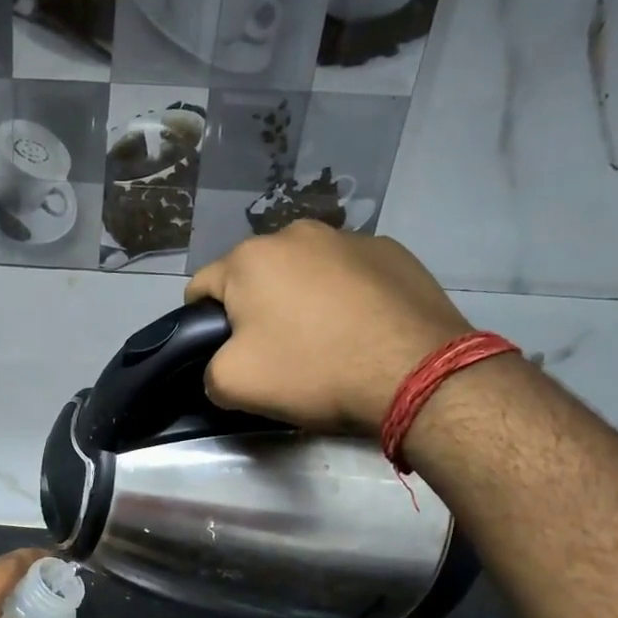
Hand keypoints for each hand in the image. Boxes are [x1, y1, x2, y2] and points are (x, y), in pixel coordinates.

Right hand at [185, 222, 472, 428]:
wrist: (416, 373)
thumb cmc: (313, 371)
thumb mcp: (234, 385)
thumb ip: (209, 369)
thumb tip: (223, 363)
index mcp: (250, 258)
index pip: (201, 286)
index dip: (202, 323)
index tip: (223, 353)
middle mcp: (296, 233)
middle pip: (256, 275)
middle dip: (256, 308)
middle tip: (275, 352)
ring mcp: (350, 238)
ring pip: (304, 272)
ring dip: (301, 299)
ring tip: (324, 341)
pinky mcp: (394, 252)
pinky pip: (349, 275)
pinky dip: (345, 297)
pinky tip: (361, 330)